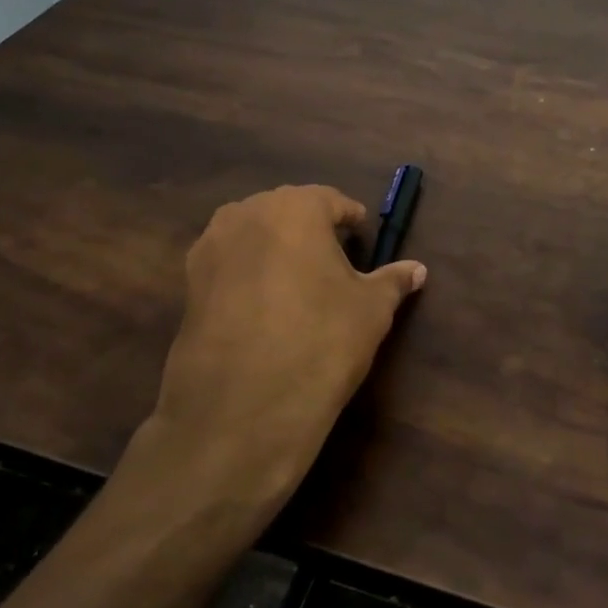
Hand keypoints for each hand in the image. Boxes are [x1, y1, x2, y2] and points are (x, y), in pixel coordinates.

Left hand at [129, 185, 425, 523]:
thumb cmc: (321, 340)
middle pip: (288, 212)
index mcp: (296, 207)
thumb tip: (418, 269)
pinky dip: (248, 273)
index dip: (351, 221)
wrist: (243, 406)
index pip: (331, 201)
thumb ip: (393, 281)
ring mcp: (211, 246)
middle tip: (334, 263)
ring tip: (298, 285)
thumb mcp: (371, 309)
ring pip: (254, 235)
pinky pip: (229, 263)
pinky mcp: (189, 282)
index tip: (362, 239)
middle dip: (311, 231)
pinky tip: (264, 307)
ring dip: (276, 249)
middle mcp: (247, 213)